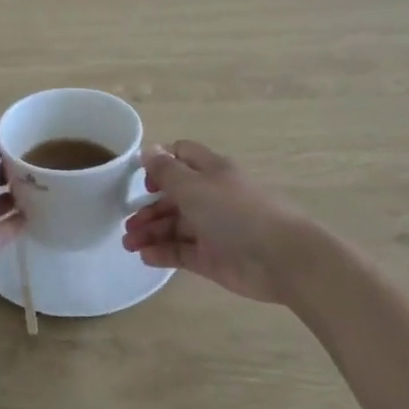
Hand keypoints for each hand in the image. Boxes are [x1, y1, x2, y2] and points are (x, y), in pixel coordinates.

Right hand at [122, 141, 312, 304]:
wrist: (280, 258)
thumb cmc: (235, 213)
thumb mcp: (194, 186)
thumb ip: (167, 171)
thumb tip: (148, 150)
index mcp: (210, 172)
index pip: (182, 157)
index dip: (159, 164)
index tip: (141, 180)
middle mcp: (210, 197)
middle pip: (173, 196)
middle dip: (148, 206)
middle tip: (128, 223)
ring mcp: (211, 229)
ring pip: (173, 226)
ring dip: (149, 232)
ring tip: (129, 244)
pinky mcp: (211, 257)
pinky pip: (180, 252)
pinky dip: (162, 253)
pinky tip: (145, 256)